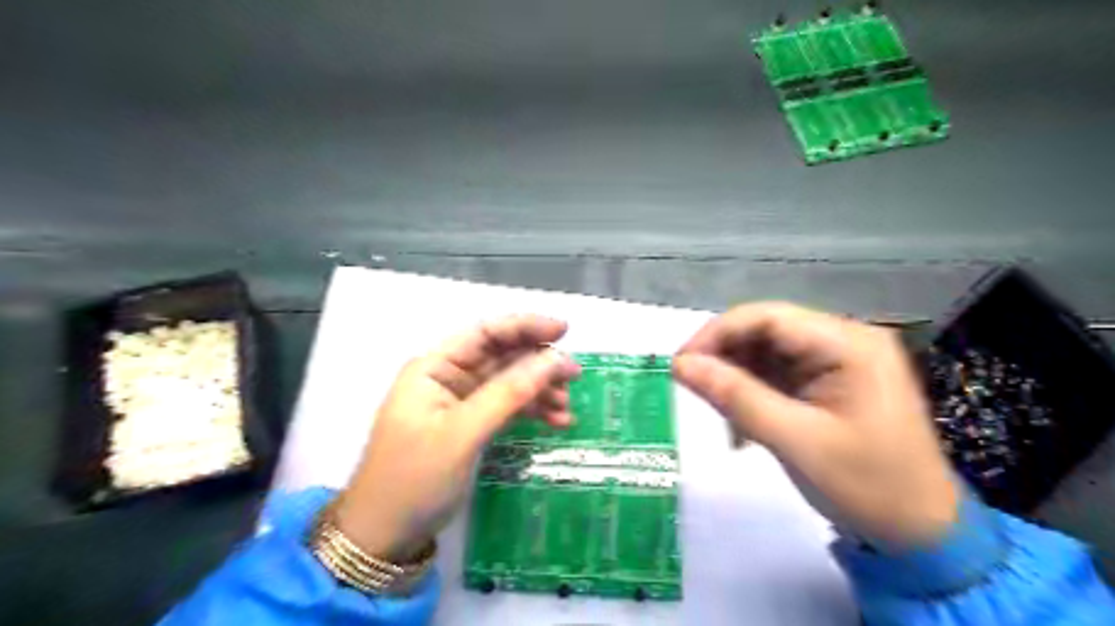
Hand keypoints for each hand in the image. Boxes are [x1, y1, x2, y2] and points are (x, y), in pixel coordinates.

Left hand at [329, 316, 578, 558]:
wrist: (385, 537)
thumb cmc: (414, 479)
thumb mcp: (463, 433)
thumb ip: (508, 393)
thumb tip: (554, 359)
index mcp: (434, 367)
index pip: (485, 333)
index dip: (525, 326)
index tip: (564, 331)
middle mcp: (448, 377)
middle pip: (501, 356)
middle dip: (538, 363)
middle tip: (574, 374)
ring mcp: (460, 402)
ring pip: (509, 382)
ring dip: (539, 390)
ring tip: (567, 407)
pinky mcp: (471, 425)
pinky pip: (507, 407)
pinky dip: (531, 411)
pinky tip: (556, 421)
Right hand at [669, 301, 958, 546]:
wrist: (920, 535)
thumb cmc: (866, 486)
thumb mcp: (794, 440)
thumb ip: (734, 396)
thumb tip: (680, 364)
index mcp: (848, 344)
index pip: (768, 317)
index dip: (717, 334)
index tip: (680, 364)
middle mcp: (843, 341)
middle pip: (766, 331)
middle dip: (725, 358)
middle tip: (692, 389)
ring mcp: (837, 361)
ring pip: (766, 353)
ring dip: (736, 379)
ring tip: (720, 415)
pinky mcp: (829, 383)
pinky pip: (777, 375)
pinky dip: (752, 394)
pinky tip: (741, 424)